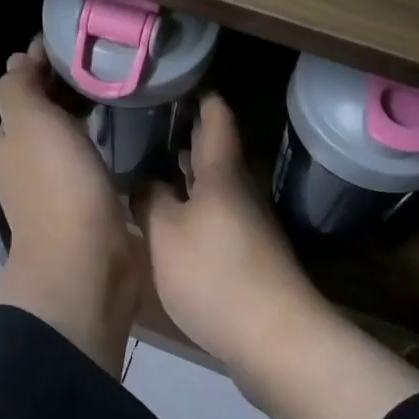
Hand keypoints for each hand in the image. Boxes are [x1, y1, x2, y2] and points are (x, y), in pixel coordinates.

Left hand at [0, 38, 141, 374]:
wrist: (87, 263)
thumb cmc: (57, 186)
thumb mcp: (28, 124)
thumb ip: (19, 89)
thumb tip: (19, 60)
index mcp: (13, 140)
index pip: (25, 89)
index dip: (45, 62)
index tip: (81, 40)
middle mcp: (32, 161)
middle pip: (50, 112)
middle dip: (72, 85)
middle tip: (113, 60)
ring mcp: (62, 185)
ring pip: (74, 136)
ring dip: (91, 113)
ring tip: (127, 88)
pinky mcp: (92, 203)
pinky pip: (96, 160)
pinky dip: (107, 141)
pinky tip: (133, 131)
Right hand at [140, 94, 418, 418]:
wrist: (275, 340)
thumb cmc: (216, 274)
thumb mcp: (167, 235)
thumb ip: (150, 201)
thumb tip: (143, 180)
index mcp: (222, 173)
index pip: (216, 117)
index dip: (199, 95)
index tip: (175, 79)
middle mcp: (239, 190)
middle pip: (214, 151)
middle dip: (184, 135)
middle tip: (145, 122)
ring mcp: (247, 224)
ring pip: (213, 186)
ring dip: (186, 174)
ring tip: (148, 165)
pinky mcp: (246, 256)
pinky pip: (214, 216)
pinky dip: (191, 207)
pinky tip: (168, 219)